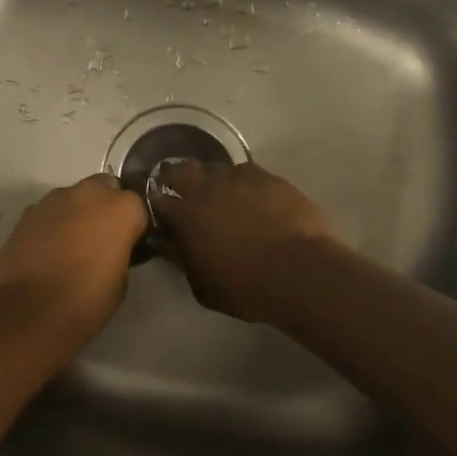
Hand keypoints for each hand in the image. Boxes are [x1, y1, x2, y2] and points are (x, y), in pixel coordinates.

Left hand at [0, 173, 148, 346]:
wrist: (30, 312)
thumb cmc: (86, 301)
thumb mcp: (121, 282)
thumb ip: (121, 252)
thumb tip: (112, 249)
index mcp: (122, 209)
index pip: (138, 206)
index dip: (134, 225)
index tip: (129, 244)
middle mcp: (90, 193)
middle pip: (105, 188)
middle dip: (106, 206)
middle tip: (101, 237)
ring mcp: (55, 199)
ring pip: (75, 196)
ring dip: (78, 212)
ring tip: (71, 244)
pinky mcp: (28, 212)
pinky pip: (50, 211)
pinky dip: (53, 223)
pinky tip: (48, 249)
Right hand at [147, 160, 335, 322]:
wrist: (299, 271)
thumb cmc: (245, 287)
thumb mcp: (203, 287)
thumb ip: (184, 261)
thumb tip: (173, 247)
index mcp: (184, 216)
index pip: (158, 201)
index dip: (157, 204)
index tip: (161, 211)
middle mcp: (205, 188)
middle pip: (181, 170)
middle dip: (177, 177)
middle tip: (183, 190)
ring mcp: (238, 178)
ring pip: (214, 167)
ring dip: (211, 178)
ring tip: (220, 192)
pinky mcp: (267, 176)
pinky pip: (246, 171)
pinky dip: (242, 181)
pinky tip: (250, 194)